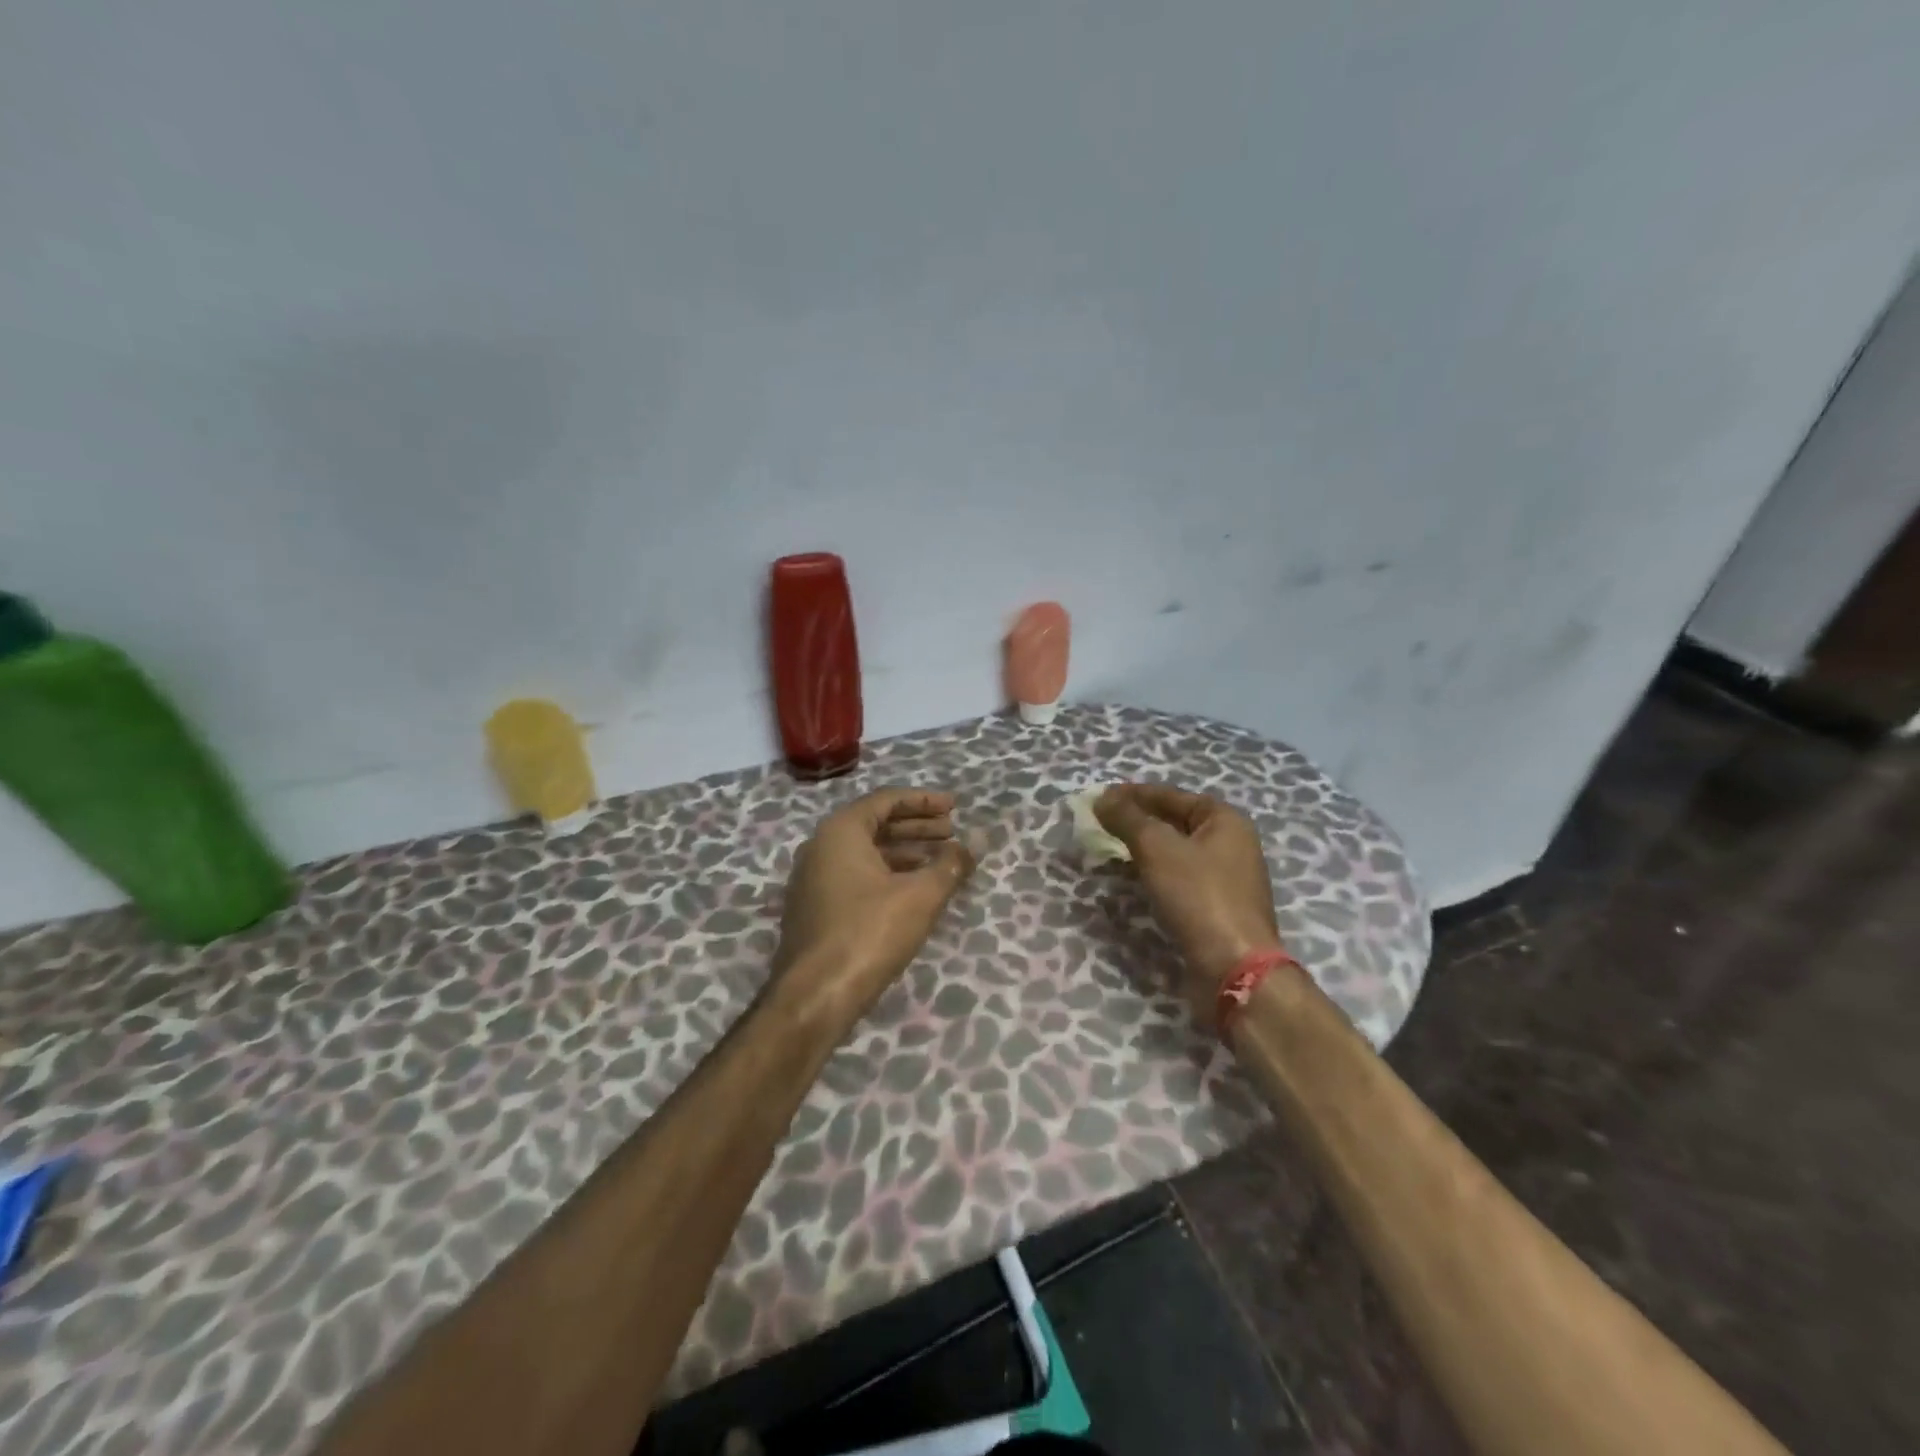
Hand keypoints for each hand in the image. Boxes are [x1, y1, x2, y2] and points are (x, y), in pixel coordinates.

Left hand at [774, 788, 975, 1022]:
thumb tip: (976, 842)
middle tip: (952, 833)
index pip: (886, 800)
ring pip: (866, 853)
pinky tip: (914, 892)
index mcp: (840, 831)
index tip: (955, 807)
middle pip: (875, 824)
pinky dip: (888, 875)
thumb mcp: (920, 896)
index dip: (924, 801)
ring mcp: (814, 880)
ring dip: (905, 853)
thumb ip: (950, 864)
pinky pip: (856, 876)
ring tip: (942, 862)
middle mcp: (821, 847)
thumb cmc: (868, 933)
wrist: (814, 997)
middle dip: (917, 827)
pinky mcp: (815, 909)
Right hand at [1094, 784, 1283, 1023]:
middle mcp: (1230, 843)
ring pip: (1175, 852)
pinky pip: (1178, 878)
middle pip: (1175, 822)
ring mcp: (1225, 878)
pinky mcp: (1215, 907)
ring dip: (1142, 848)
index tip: (1101, 796)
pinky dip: (1153, 872)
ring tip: (1108, 847)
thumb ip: (1128, 818)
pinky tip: (1130, 878)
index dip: (1134, 793)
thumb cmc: (1198, 896)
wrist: (1233, 967)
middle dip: (1137, 820)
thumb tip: (1101, 798)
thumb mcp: (1157, 848)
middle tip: (1100, 821)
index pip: (1172, 795)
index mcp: (1225, 820)